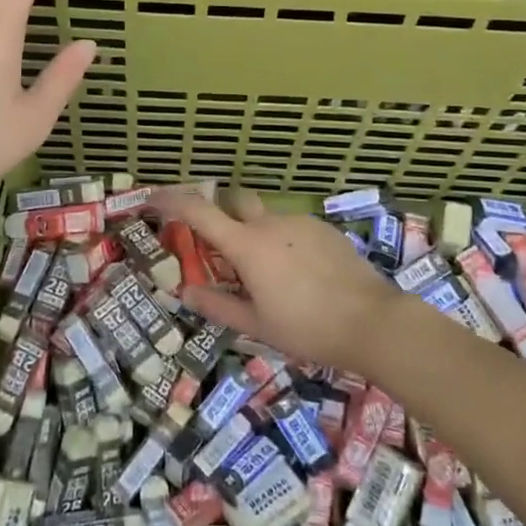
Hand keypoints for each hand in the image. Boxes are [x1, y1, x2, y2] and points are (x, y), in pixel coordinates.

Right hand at [155, 187, 407, 373]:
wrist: (372, 321)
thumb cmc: (308, 328)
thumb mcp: (257, 325)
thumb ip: (218, 305)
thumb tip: (184, 292)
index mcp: (247, 246)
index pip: (199, 213)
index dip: (172, 200)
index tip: (153, 197)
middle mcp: (270, 224)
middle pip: (235, 203)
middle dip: (222, 216)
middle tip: (222, 250)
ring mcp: (300, 222)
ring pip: (266, 220)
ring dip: (258, 238)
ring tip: (272, 278)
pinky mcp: (324, 228)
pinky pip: (293, 229)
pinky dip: (285, 244)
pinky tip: (301, 277)